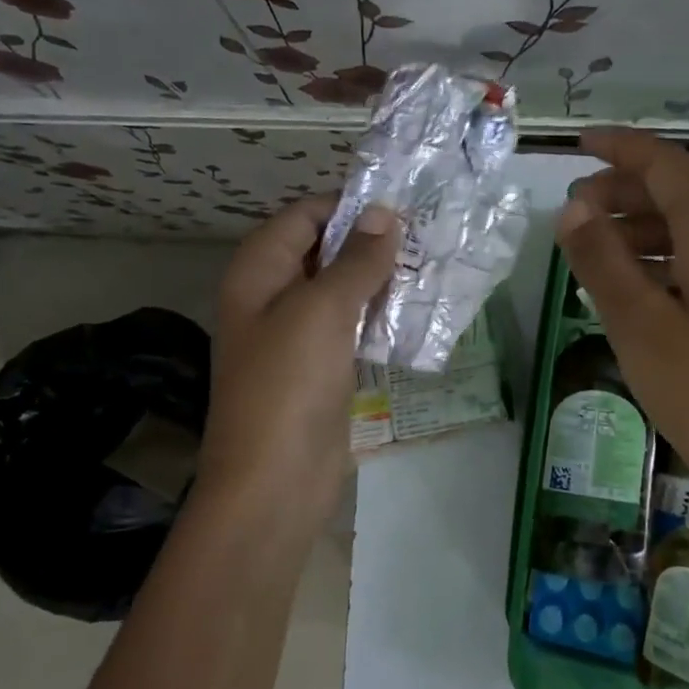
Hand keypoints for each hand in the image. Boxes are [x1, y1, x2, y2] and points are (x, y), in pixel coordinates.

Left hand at [194, 195, 398, 532]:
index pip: (303, 216)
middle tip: (426, 236)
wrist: (274, 482)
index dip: (349, 206)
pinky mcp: (320, 369)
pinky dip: (378, 317)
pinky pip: (349, 329)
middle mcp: (272, 296)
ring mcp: (296, 336)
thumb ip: (355, 260)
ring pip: (341, 291)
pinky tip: (415, 313)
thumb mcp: (323, 310)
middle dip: (369, 242)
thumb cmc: (289, 384)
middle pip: (322, 251)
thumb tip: (383, 214)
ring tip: (430, 268)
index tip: (402, 207)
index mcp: (258, 271)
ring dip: (379, 280)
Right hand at [555, 129, 688, 546]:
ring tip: (600, 253)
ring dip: (652, 231)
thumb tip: (573, 209)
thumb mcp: (639, 326)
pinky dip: (681, 259)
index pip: (668, 165)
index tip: (580, 143)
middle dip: (629, 195)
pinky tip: (647, 286)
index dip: (620, 149)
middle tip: (576, 214)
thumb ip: (601, 258)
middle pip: (688, 195)